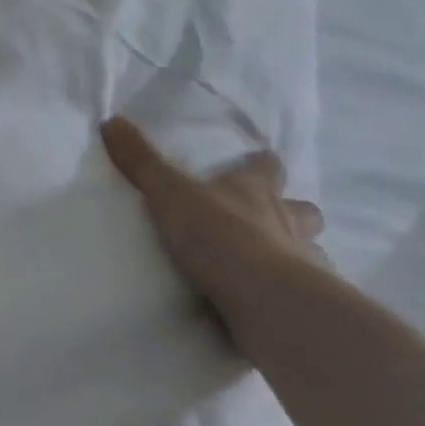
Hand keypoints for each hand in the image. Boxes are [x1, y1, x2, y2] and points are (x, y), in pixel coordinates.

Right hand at [100, 116, 324, 350]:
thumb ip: (141, 161)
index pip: (268, 166)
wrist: (264, 300)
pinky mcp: (303, 304)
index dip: (262, 164)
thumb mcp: (169, 192)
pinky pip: (302, 297)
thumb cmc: (220, 234)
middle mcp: (287, 221)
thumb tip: (111, 120)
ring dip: (297, 255)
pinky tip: (271, 304)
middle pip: (304, 210)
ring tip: (273, 266)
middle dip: (293, 212)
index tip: (256, 162)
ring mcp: (303, 264)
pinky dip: (289, 297)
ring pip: (313, 252)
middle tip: (270, 219)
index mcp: (256, 190)